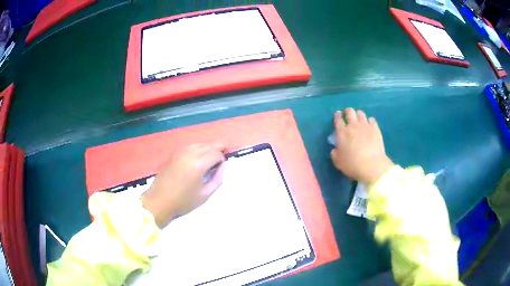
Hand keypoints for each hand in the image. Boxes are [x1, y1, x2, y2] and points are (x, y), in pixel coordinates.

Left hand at [141, 143, 225, 227]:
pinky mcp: (175, 154)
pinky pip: (191, 146)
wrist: (160, 201)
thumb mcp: (205, 194)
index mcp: (198, 164)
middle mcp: (190, 154)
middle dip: (219, 148)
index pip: (216, 153)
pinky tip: (199, 156)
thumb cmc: (183, 201)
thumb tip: (223, 166)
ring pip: (200, 143)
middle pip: (209, 145)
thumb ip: (218, 178)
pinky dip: (199, 148)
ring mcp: (181, 152)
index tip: (222, 167)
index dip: (222, 158)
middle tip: (223, 156)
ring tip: (212, 156)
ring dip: (209, 147)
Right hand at [331, 108, 393, 184]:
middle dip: (348, 112)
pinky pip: (372, 119)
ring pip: (361, 113)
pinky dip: (370, 121)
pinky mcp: (375, 128)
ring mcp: (365, 125)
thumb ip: (335, 154)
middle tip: (348, 116)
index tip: (338, 115)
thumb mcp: (338, 162)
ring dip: (358, 115)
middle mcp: (353, 125)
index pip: (338, 119)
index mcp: (342, 132)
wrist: (371, 165)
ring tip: (359, 120)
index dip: (337, 115)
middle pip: (350, 112)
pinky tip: (370, 126)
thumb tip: (335, 149)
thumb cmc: (352, 164)